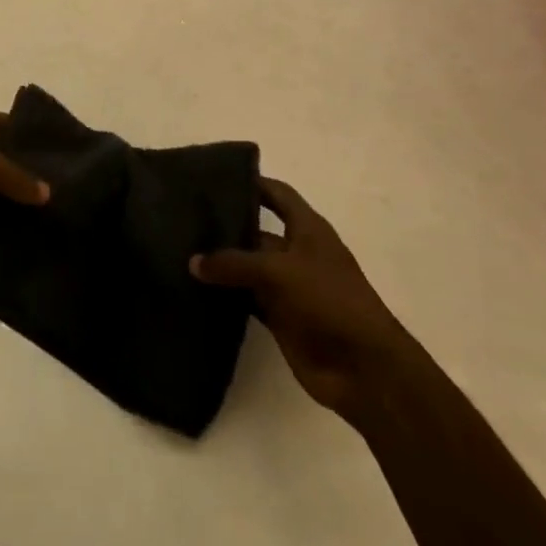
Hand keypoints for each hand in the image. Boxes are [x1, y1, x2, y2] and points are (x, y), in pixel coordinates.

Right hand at [191, 177, 400, 422]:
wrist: (363, 368)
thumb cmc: (329, 300)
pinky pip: (247, 299)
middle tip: (184, 217)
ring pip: (248, 267)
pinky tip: (196, 290)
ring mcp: (289, 287)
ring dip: (223, 264)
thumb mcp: (279, 271)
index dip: (251, 182)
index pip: (276, 193)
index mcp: (308, 228)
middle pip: (257, 231)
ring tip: (182, 251)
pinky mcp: (280, 318)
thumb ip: (234, 263)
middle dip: (226, 225)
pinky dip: (227, 296)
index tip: (215, 176)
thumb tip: (193, 261)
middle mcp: (297, 252)